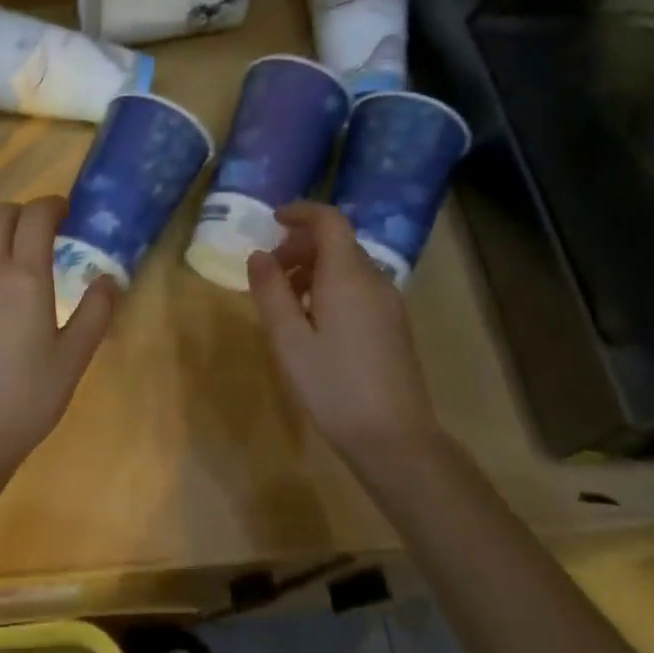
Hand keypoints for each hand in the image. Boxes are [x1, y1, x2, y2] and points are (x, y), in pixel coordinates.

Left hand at [0, 197, 118, 492]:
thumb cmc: (26, 398)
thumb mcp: (73, 358)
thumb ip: (96, 311)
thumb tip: (109, 277)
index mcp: (23, 276)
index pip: (36, 215)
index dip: (53, 205)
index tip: (66, 213)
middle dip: (23, 213)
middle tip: (42, 233)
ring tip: (14, 255)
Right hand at [247, 202, 438, 461]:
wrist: (395, 440)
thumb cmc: (333, 387)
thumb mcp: (289, 340)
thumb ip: (271, 291)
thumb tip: (258, 255)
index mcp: (349, 276)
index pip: (329, 221)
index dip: (300, 212)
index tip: (272, 221)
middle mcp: (375, 280)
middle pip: (337, 242)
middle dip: (300, 246)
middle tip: (269, 274)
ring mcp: (389, 304)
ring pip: (348, 266)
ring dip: (313, 269)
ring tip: (285, 302)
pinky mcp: (394, 325)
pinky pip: (359, 288)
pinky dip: (331, 287)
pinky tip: (313, 323)